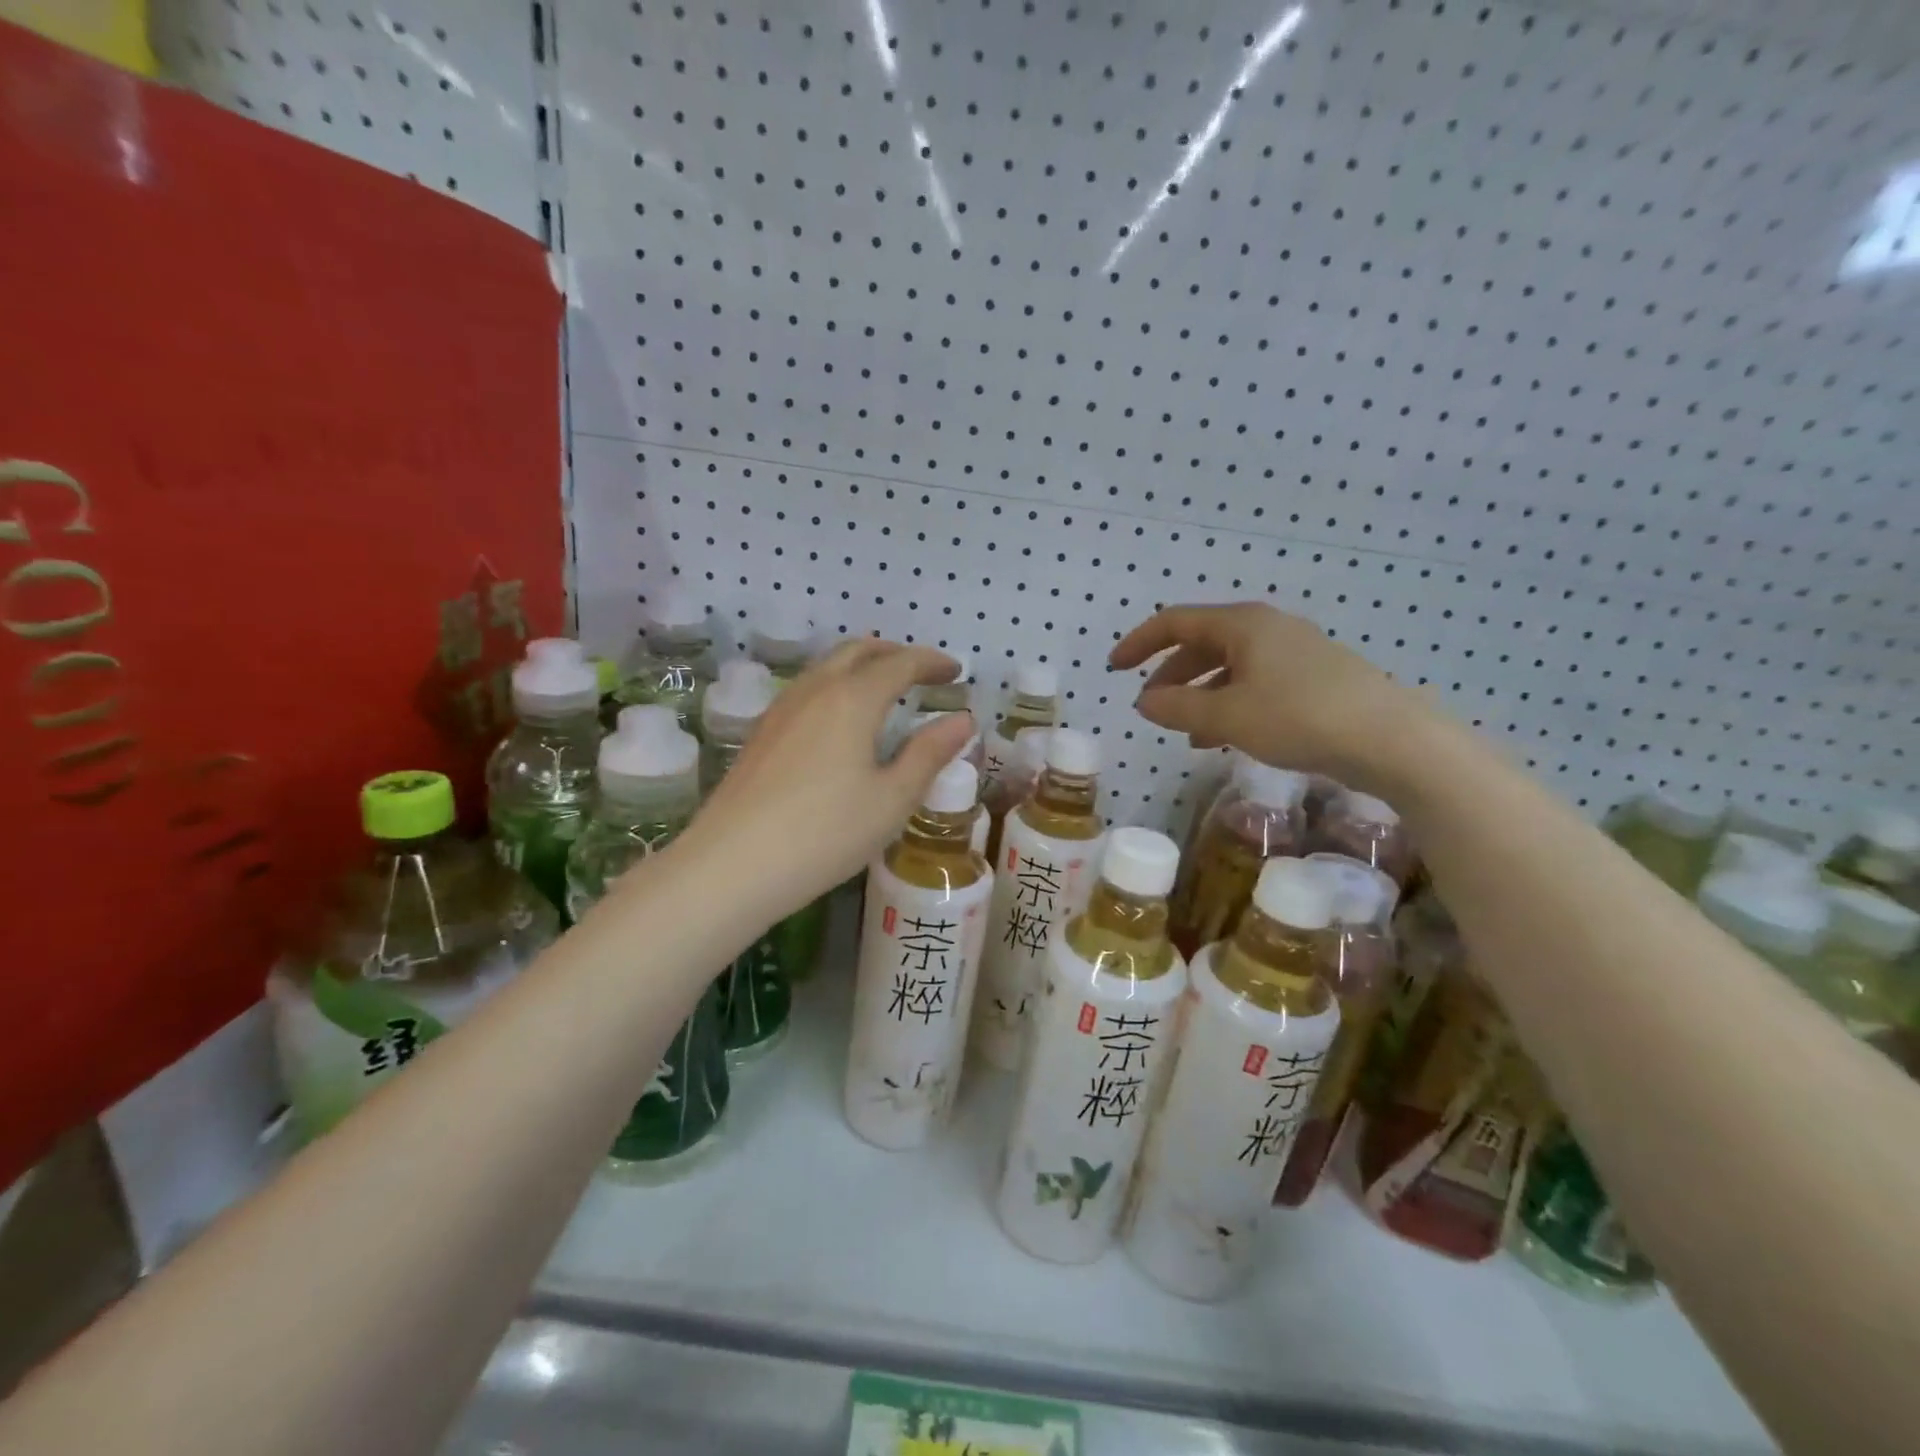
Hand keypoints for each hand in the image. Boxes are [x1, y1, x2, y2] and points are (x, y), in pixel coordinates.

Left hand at [675, 639, 974, 915]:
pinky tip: (841, 720)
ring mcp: (781, 709)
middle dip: (895, 653)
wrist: (731, 866)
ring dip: (862, 666)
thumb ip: (929, 754)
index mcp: (852, 699)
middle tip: (922, 673)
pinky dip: (837, 686)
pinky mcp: (761, 732)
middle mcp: (814, 690)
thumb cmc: (825, 833)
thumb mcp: (891, 799)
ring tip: (885, 690)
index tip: (956, 670)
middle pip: (858, 651)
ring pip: (827, 667)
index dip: (931, 663)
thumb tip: (963, 719)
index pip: (900, 663)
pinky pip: (808, 689)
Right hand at [1109, 602, 1428, 789]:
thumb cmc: (1299, 717)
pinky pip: (1257, 684)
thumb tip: (1144, 701)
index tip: (1115, 667)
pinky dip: (1231, 705)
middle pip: (1203, 643)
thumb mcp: (1227, 716)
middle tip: (1149, 706)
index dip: (1140, 642)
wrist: (1392, 740)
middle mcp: (1268, 629)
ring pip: (1231, 668)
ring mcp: (1296, 653)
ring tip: (1185, 732)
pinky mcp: (1316, 679)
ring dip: (1200, 695)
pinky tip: (1225, 738)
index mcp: (1243, 624)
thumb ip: (1178, 707)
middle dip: (1171, 674)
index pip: (1176, 622)